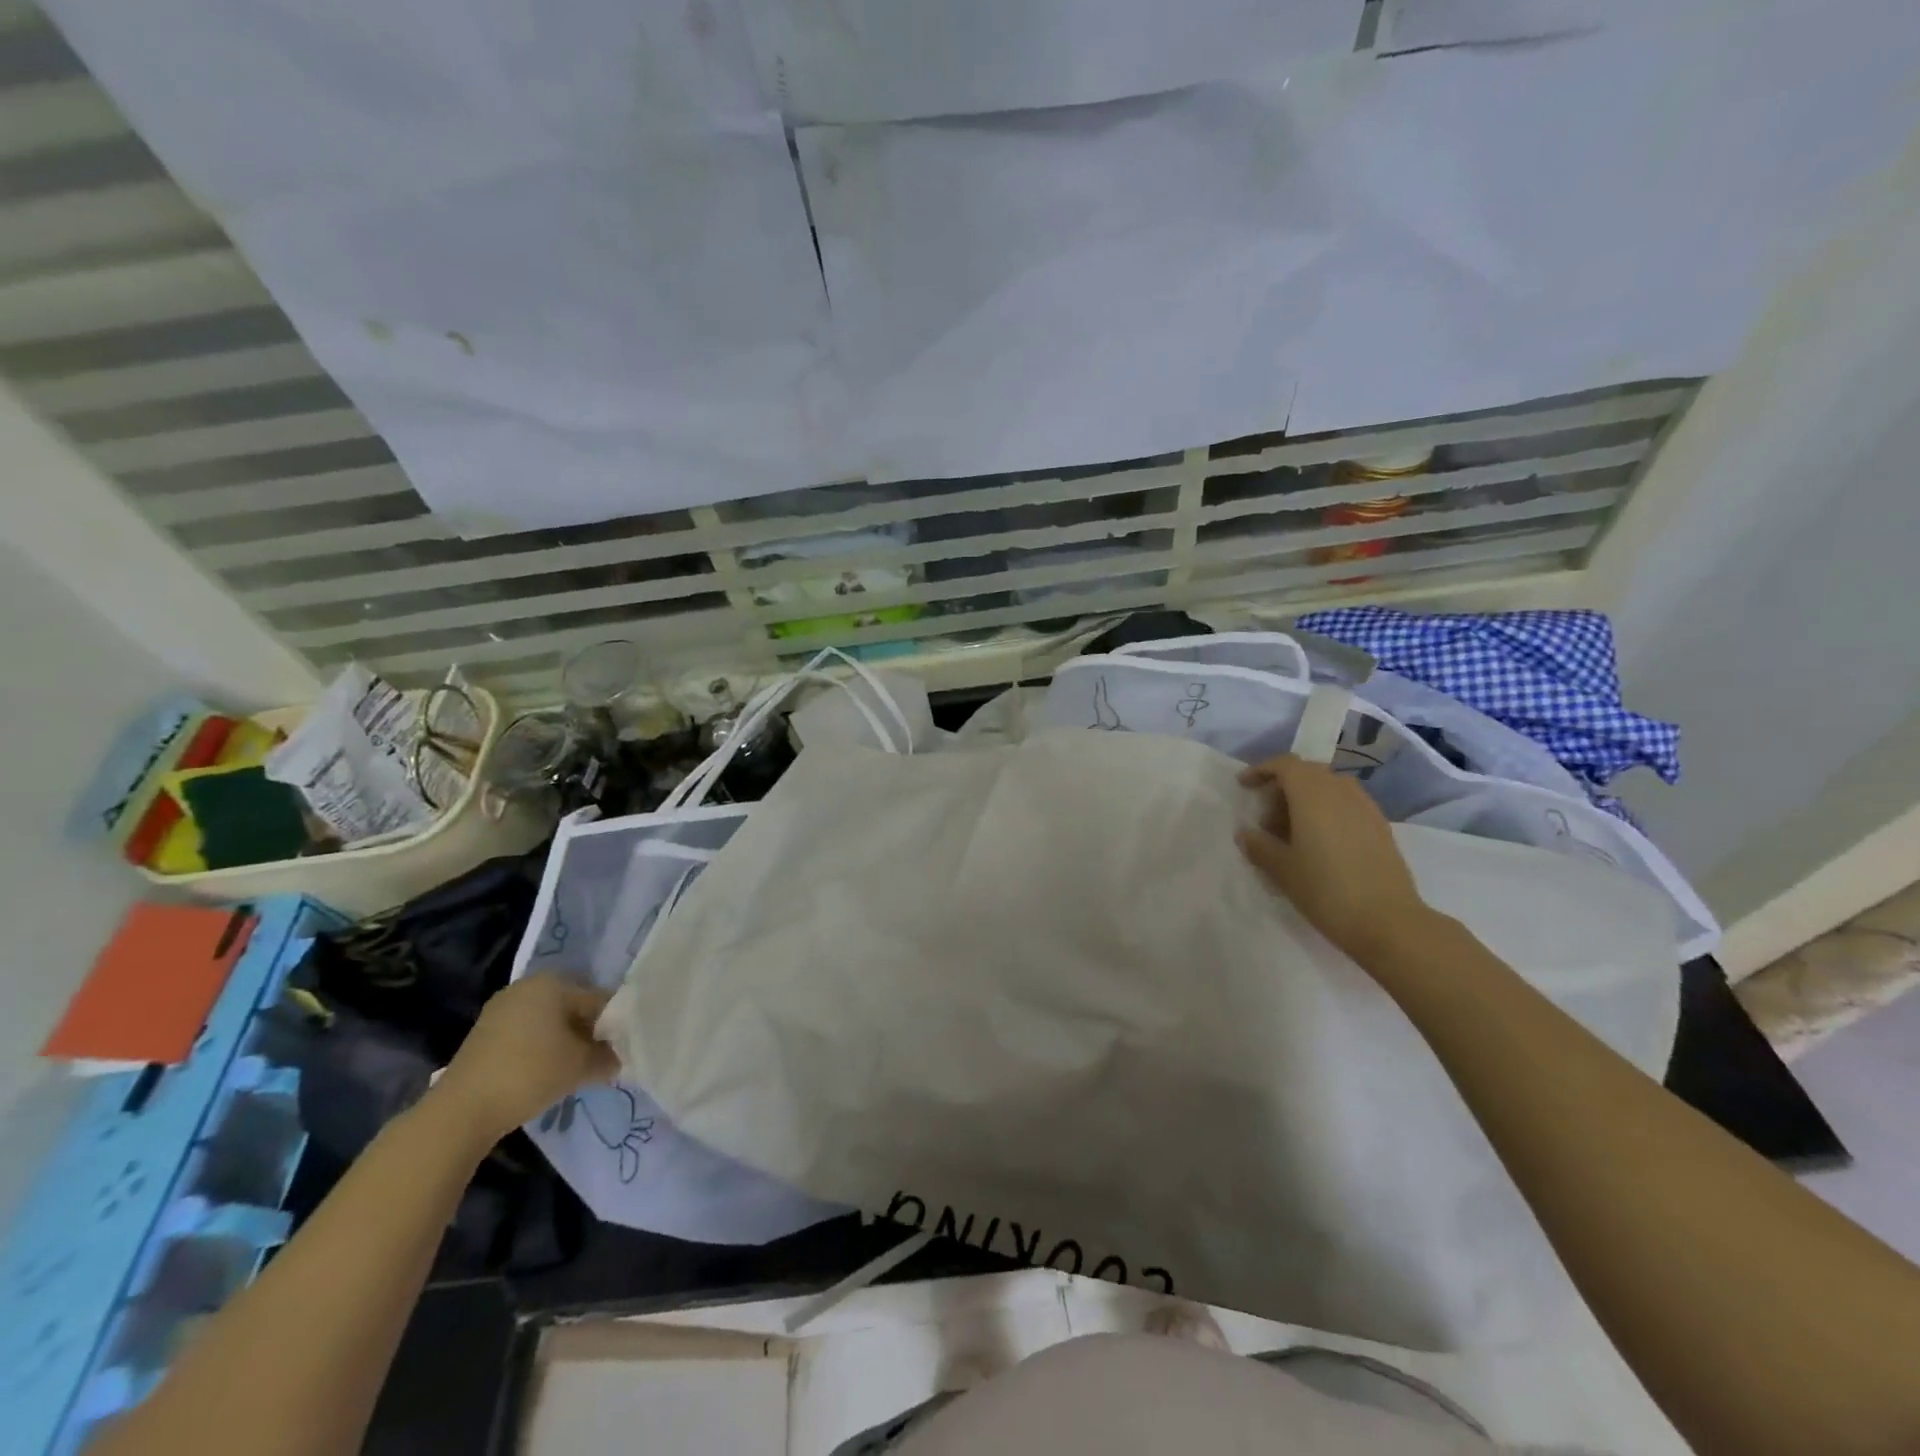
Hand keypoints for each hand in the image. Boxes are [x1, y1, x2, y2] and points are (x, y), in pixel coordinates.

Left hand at [429, 975, 620, 1141]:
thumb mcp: (581, 1065)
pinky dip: (543, 1049)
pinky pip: (528, 1034)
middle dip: (590, 1032)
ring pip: (550, 1022)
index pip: (599, 999)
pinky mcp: (485, 1034)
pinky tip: (548, 1073)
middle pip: (573, 1007)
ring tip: (576, 1070)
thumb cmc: (530, 1073)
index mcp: (552, 982)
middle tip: (601, 1060)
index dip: (615, 1026)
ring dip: (567, 1042)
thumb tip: (621, 1057)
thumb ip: (609, 1056)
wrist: (460, 1111)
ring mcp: (501, 1009)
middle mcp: (526, 987)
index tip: (622, 1050)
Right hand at [1236, 754, 1432, 961]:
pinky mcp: (1380, 826)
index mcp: (1312, 794)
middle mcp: (1341, 791)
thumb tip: (1246, 834)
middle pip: (1308, 772)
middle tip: (1267, 818)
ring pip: (1330, 787)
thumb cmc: (1325, 890)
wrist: (1387, 921)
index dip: (1262, 770)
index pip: (1285, 765)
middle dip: (1283, 787)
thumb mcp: (1281, 870)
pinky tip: (1321, 843)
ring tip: (1293, 831)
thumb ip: (1259, 846)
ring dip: (1307, 799)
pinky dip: (1328, 811)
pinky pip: (1347, 804)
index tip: (1244, 787)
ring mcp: (1366, 807)